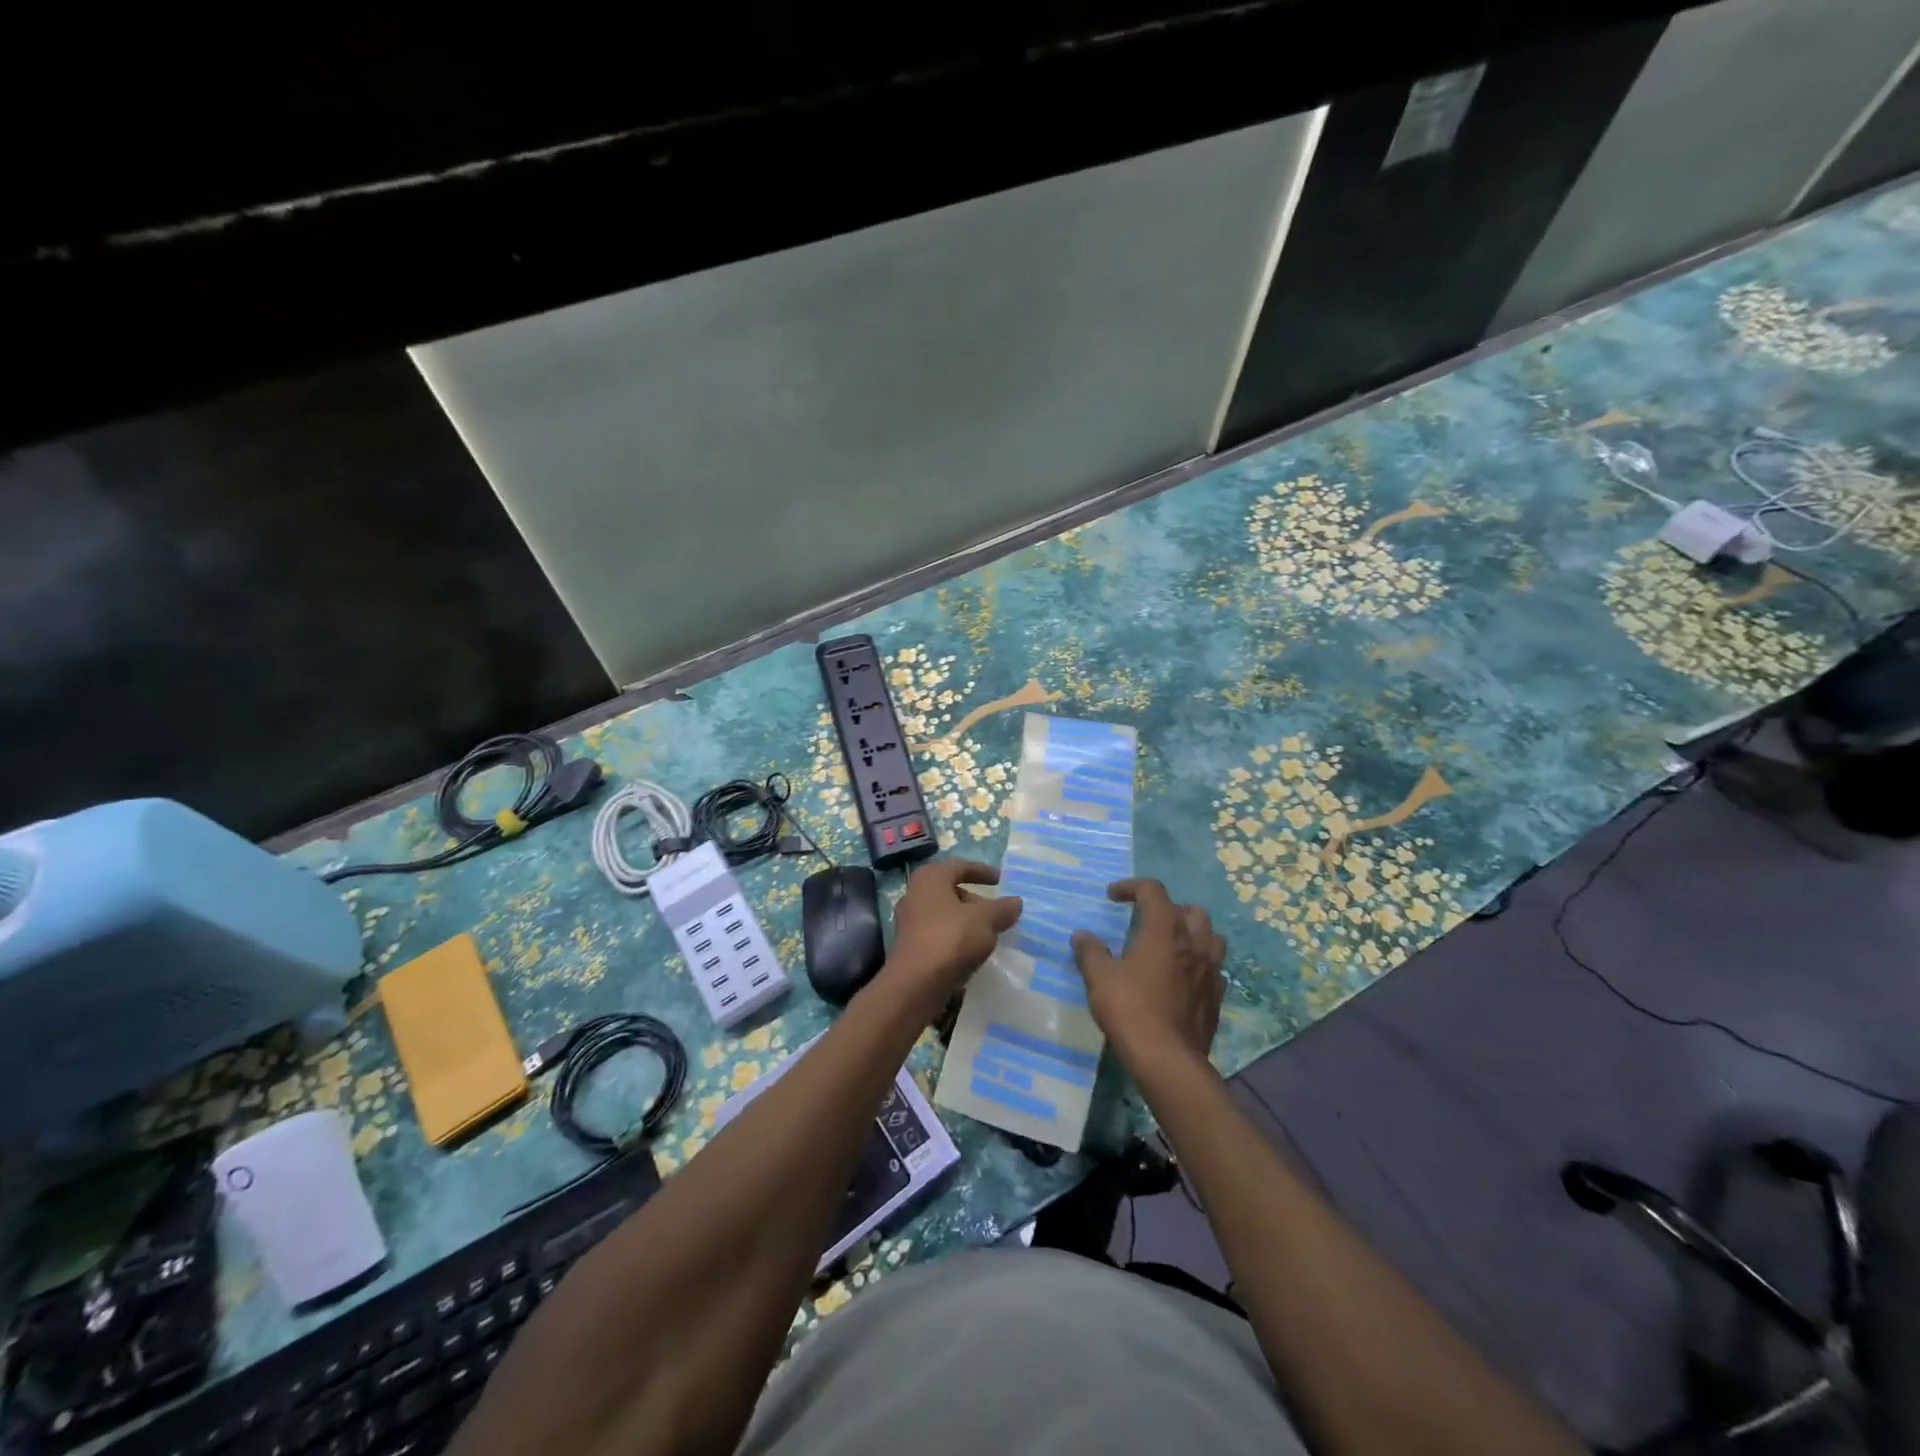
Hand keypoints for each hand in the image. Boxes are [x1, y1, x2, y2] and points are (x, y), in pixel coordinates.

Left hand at [884, 859, 1022, 1015]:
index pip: (960, 867)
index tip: (1000, 880)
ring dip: (967, 921)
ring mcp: (910, 921)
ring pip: (945, 914)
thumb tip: (1015, 902)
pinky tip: (972, 952)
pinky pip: (939, 934)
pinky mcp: (911, 946)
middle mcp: (915, 894)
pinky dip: (956, 938)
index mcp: (931, 878)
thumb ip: (1003, 908)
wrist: (915, 984)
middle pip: (951, 891)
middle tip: (997, 912)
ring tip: (989, 934)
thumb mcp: (986, 919)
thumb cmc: (950, 938)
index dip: (982, 871)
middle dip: (976, 900)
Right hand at [1072, 879, 1224, 1073]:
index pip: (1153, 891)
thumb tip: (1082, 935)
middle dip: (1169, 909)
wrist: (1167, 1059)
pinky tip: (1183, 977)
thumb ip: (1090, 951)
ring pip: (1211, 936)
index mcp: (1164, 930)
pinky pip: (1214, 967)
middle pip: (1191, 910)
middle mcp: (1194, 943)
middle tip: (1148, 922)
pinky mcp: (1217, 996)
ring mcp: (1211, 970)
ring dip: (1193, 933)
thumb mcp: (1099, 977)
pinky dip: (1200, 963)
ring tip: (1171, 945)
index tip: (1112, 896)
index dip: (1132, 887)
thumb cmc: (1130, 1009)